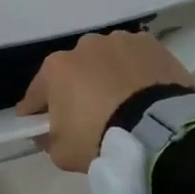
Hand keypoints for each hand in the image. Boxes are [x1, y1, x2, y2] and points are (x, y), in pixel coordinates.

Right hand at [17, 30, 193, 171]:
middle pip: (74, 71)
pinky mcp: (150, 44)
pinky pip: (135, 59)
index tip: (40, 125)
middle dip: (77, 90)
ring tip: (122, 104)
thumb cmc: (99, 138)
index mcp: (55, 67)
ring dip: (107, 77)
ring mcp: (119, 41)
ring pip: (106, 61)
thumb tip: (48, 132)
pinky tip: (143, 92)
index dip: (37, 111)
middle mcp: (84, 46)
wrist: (157, 130)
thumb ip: (48, 139)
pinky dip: (135, 72)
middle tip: (88, 116)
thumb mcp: (61, 152)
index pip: (37, 93)